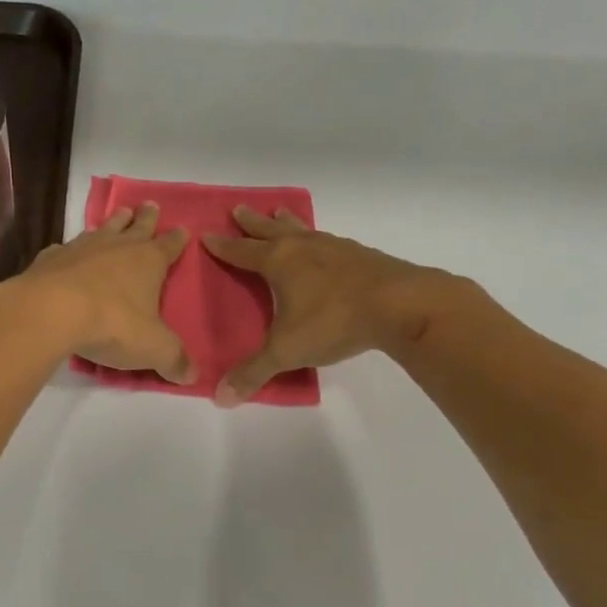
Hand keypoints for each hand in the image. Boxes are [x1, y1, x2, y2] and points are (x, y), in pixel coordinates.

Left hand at [0, 201, 194, 382]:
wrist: (51, 311)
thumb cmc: (112, 325)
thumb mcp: (153, 349)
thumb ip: (174, 360)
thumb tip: (192, 375)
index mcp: (148, 262)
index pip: (169, 246)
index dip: (177, 239)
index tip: (183, 229)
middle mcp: (117, 247)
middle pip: (136, 227)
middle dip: (146, 217)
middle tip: (150, 204)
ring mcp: (81, 249)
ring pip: (102, 229)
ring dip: (112, 223)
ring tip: (119, 215)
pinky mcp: (51, 259)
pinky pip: (65, 248)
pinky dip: (70, 249)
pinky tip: (66, 253)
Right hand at [203, 206, 473, 405]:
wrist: (400, 304)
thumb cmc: (334, 321)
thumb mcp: (286, 352)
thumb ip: (254, 373)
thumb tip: (221, 398)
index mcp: (279, 263)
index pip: (242, 251)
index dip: (223, 246)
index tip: (207, 235)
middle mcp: (303, 247)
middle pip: (270, 229)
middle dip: (252, 223)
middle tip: (238, 209)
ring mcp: (334, 247)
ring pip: (302, 229)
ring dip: (286, 223)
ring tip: (279, 214)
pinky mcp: (360, 255)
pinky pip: (328, 240)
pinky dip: (316, 237)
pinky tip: (323, 245)